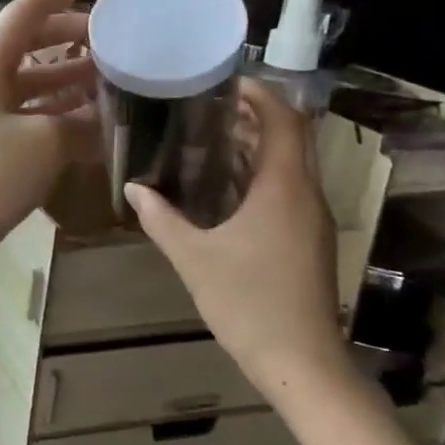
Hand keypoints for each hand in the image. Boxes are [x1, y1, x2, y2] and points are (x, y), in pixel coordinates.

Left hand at [0, 0, 108, 292]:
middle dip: (75, 38)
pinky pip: (29, 118)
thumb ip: (81, 126)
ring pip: (33, 85)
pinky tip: (93, 128)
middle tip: (118, 43)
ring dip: (71, 81)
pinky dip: (59, 118)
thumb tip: (105, 125)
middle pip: (32, 44)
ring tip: (116, 83)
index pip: (29, 9)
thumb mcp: (44, 144)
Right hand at [125, 79, 349, 394]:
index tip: (225, 81)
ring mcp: (311, 219)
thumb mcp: (192, 257)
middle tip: (207, 105)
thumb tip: (133, 188)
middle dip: (255, 115)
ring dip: (256, 145)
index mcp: (284, 189)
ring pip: (290, 164)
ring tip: (208, 136)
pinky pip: (287, 189)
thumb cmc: (247, 302)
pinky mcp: (308, 239)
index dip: (260, 94)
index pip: (284, 121)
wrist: (301, 363)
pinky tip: (222, 185)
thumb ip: (160, 218)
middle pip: (291, 137)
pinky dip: (258, 174)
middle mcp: (305, 195)